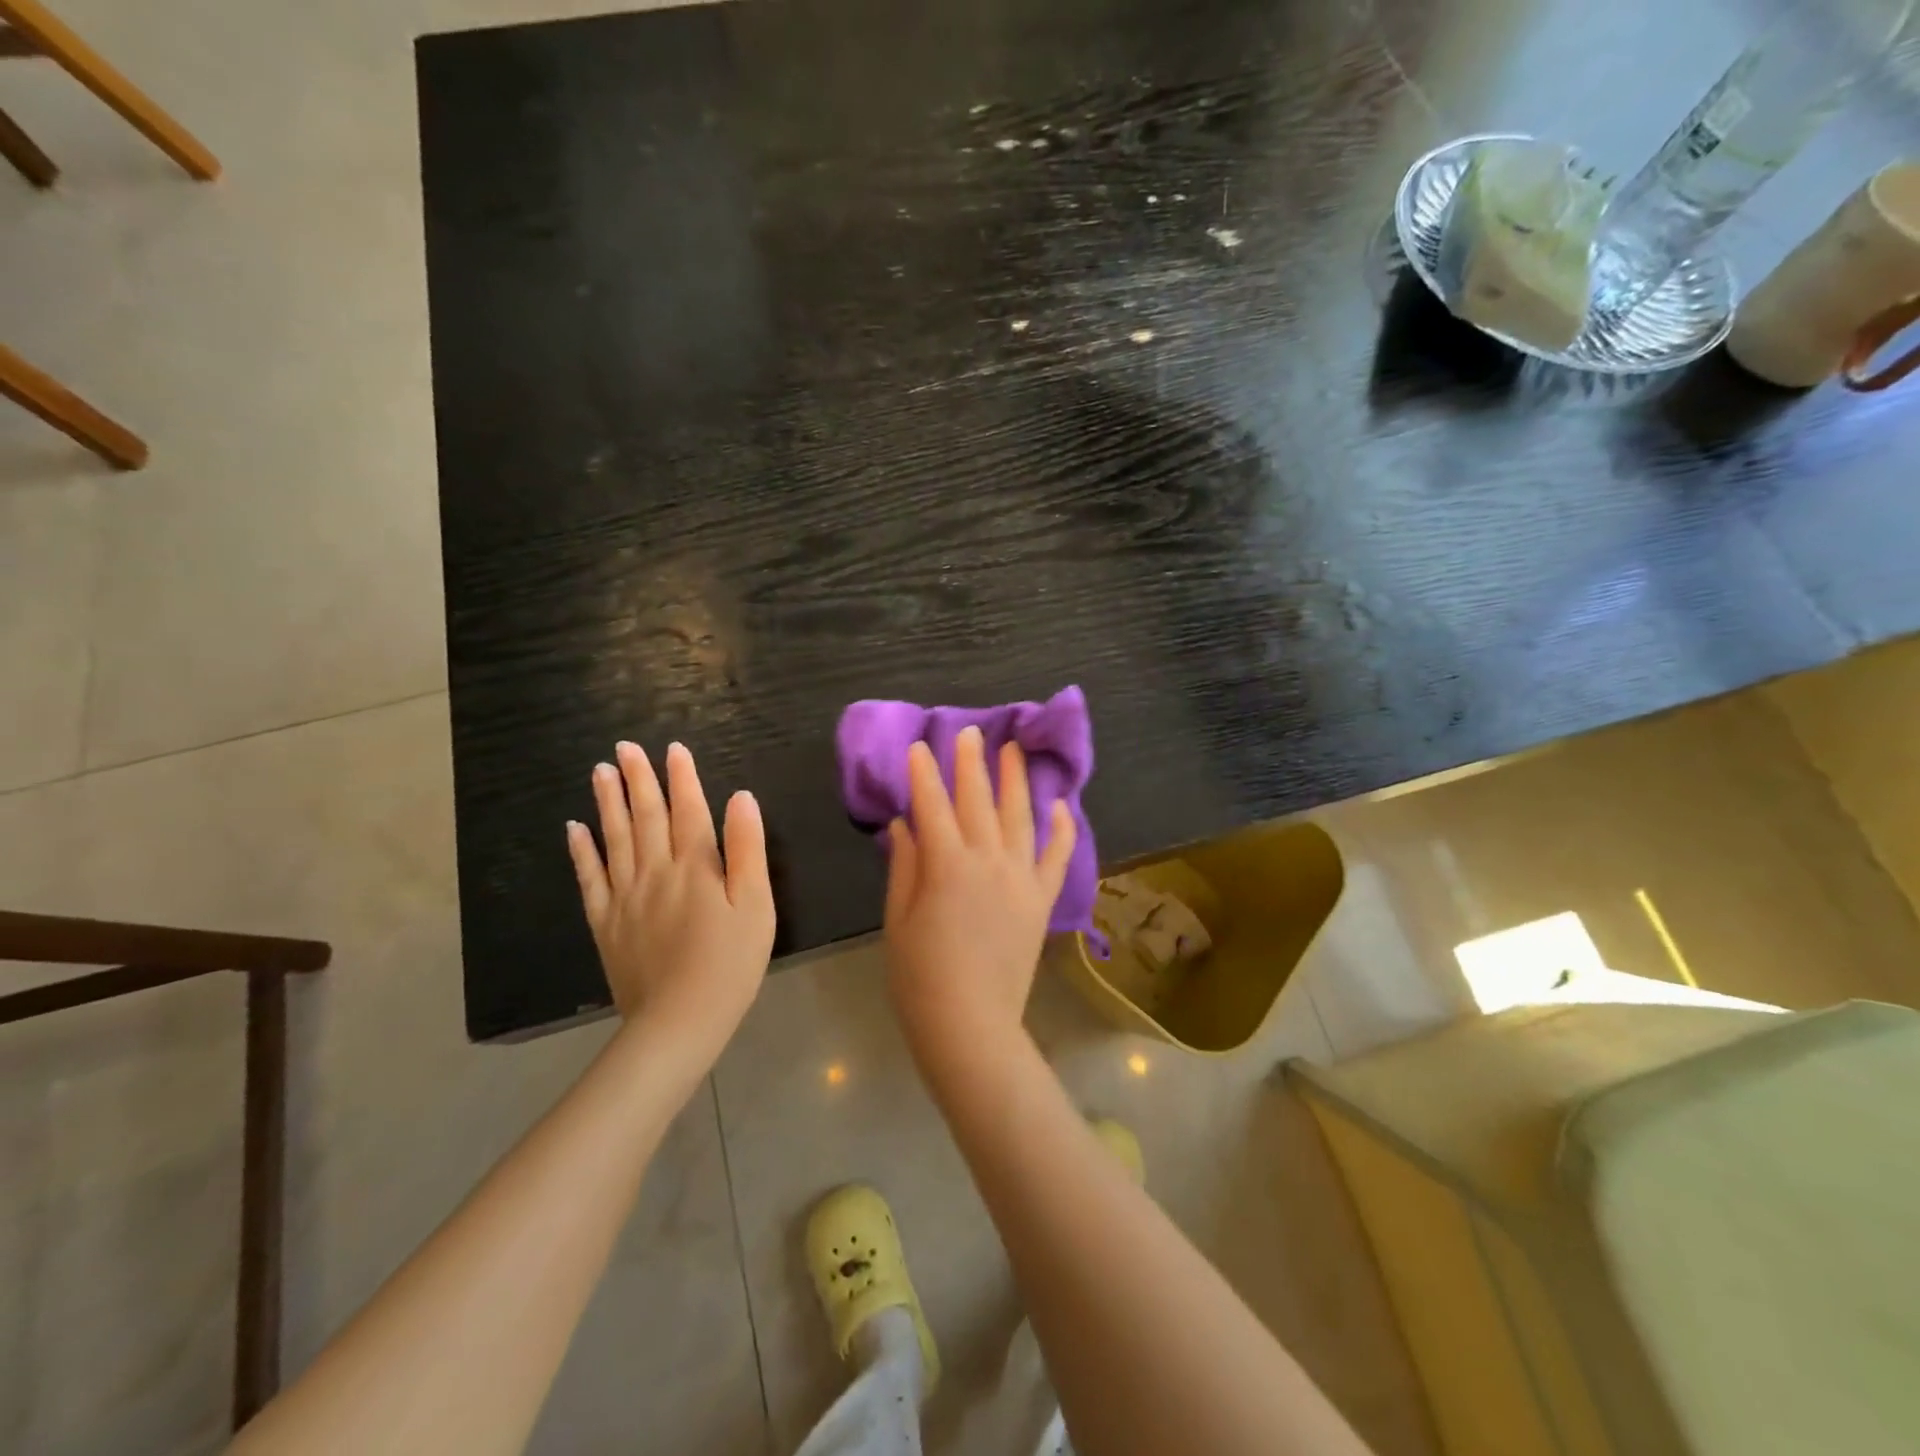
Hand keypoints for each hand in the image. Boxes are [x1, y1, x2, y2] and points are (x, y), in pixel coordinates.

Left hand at [566, 742, 774, 1066]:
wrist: (679, 1022)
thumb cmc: (729, 963)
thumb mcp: (756, 905)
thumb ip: (748, 849)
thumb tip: (742, 798)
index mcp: (696, 866)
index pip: (688, 810)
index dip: (682, 777)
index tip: (673, 749)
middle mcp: (656, 871)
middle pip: (646, 816)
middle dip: (638, 779)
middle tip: (625, 748)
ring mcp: (625, 896)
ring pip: (615, 839)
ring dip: (608, 803)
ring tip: (600, 772)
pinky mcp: (606, 923)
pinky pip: (589, 878)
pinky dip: (581, 851)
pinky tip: (574, 829)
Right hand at [882, 726, 1076, 1076]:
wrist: (971, 1026)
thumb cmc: (920, 977)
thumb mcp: (898, 919)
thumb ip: (904, 865)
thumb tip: (905, 824)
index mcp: (946, 865)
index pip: (933, 806)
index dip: (924, 774)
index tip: (919, 747)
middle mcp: (988, 861)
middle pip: (978, 800)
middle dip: (971, 763)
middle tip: (970, 733)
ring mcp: (1021, 879)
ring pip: (1020, 817)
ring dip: (1016, 780)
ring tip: (1014, 750)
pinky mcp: (1041, 900)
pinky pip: (1056, 857)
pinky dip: (1061, 828)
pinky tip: (1061, 804)